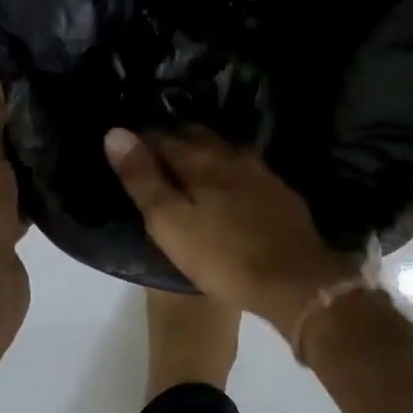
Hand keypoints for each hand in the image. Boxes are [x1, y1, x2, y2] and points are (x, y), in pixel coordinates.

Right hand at [103, 127, 358, 334]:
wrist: (296, 279)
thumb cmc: (223, 256)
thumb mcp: (170, 223)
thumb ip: (143, 179)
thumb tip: (116, 133)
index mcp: (200, 161)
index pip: (163, 136)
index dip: (141, 137)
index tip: (125, 142)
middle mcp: (231, 155)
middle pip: (196, 134)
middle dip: (173, 136)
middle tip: (152, 150)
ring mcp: (260, 171)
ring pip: (223, 148)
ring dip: (202, 149)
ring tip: (186, 163)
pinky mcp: (279, 191)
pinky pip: (245, 166)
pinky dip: (227, 167)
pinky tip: (227, 182)